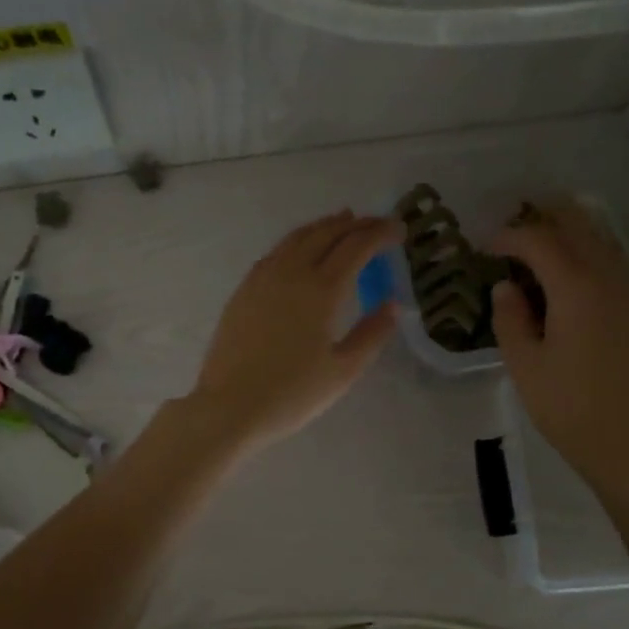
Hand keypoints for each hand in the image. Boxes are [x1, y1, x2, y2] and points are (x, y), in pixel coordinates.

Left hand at [184, 211, 399, 454]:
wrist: (229, 406)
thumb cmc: (292, 394)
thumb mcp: (343, 370)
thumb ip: (371, 334)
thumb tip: (392, 305)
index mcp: (321, 289)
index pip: (357, 247)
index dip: (380, 233)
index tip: (399, 230)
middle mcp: (292, 272)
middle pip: (327, 233)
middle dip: (356, 224)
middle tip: (377, 223)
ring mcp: (263, 278)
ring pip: (297, 237)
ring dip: (324, 226)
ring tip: (343, 221)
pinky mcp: (244, 290)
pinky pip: (276, 251)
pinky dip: (298, 240)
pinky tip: (301, 249)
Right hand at [491, 199, 628, 492]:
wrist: (625, 442)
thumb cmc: (566, 407)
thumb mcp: (524, 364)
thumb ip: (509, 317)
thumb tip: (505, 286)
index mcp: (576, 288)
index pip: (539, 240)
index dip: (508, 236)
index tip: (484, 246)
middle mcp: (609, 278)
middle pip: (576, 225)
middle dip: (541, 220)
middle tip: (510, 235)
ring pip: (599, 238)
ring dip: (566, 232)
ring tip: (535, 247)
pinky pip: (613, 261)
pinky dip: (587, 252)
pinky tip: (567, 274)